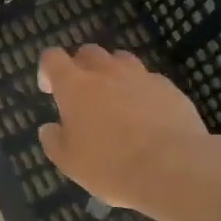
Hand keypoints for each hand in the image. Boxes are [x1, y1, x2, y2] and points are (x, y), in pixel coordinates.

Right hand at [37, 45, 218, 218]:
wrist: (173, 167)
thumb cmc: (111, 165)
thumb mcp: (70, 162)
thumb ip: (54, 141)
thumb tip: (50, 128)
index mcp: (75, 86)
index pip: (52, 58)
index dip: (47, 69)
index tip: (49, 91)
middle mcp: (106, 72)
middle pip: (88, 52)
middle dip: (81, 67)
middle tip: (83, 95)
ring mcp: (141, 76)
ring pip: (121, 60)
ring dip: (113, 73)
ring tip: (116, 100)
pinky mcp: (169, 87)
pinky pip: (149, 80)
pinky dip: (141, 90)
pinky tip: (146, 115)